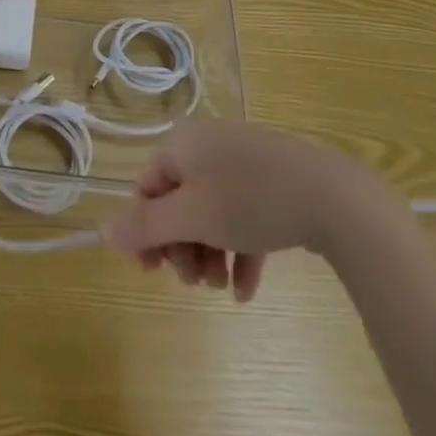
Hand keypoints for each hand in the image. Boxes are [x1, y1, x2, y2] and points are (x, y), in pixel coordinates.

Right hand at [103, 121, 398, 300]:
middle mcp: (210, 146)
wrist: (332, 196)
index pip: (148, 186)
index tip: (154, 272)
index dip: (145, 230)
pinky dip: (240, 252)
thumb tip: (102, 230)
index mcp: (184, 144)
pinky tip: (246, 292)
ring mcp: (245, 162)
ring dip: (210, 254)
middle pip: (179, 202)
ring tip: (223, 289)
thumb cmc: (250, 200)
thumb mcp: (191, 216)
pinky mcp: (274, 182)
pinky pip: (244, 216)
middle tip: (195, 283)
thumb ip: (145, 225)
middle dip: (182, 247)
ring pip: (212, 213)